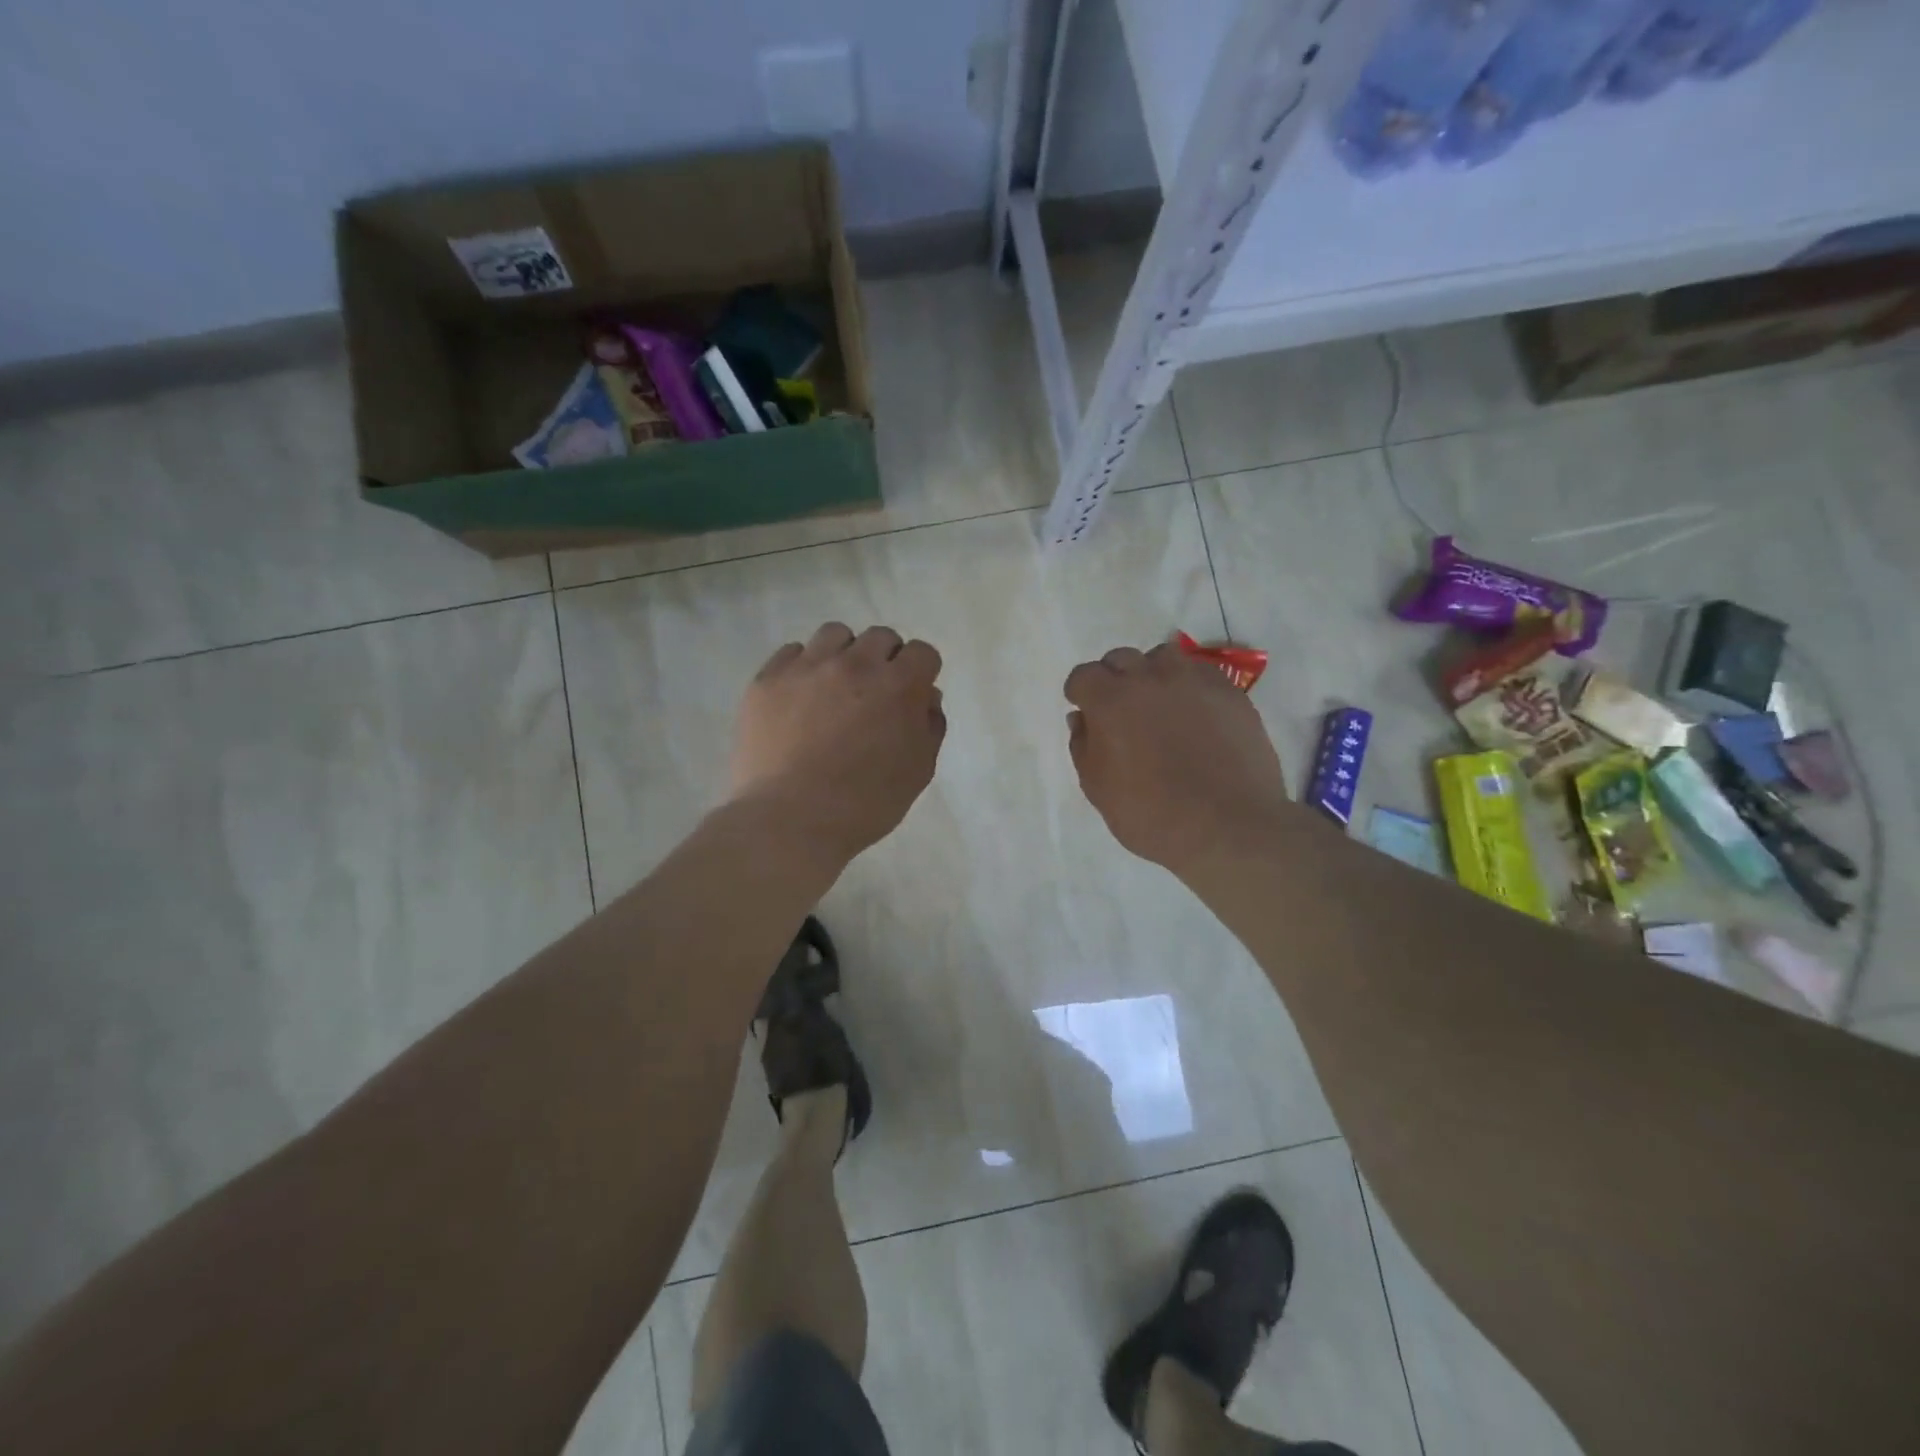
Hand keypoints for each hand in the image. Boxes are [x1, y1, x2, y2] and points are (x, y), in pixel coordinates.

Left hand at [730, 622, 945, 861]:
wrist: (790, 820)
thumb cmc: (865, 804)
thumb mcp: (918, 772)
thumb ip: (929, 727)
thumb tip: (926, 697)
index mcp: (899, 686)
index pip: (922, 653)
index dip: (920, 673)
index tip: (911, 695)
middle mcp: (856, 664)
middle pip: (881, 637)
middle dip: (885, 660)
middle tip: (874, 694)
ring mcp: (808, 667)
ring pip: (835, 634)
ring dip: (844, 654)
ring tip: (835, 687)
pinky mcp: (769, 679)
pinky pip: (792, 652)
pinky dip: (803, 667)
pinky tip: (800, 698)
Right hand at [1064, 641, 1288, 877]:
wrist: (1227, 827)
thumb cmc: (1151, 815)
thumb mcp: (1098, 789)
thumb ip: (1083, 747)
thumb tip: (1081, 719)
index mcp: (1110, 701)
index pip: (1083, 676)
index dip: (1081, 693)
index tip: (1086, 711)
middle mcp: (1149, 678)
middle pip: (1121, 659)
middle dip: (1114, 679)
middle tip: (1122, 712)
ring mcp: (1192, 680)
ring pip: (1163, 657)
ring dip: (1153, 674)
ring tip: (1160, 705)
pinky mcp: (1228, 691)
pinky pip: (1200, 672)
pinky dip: (1189, 685)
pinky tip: (1195, 714)